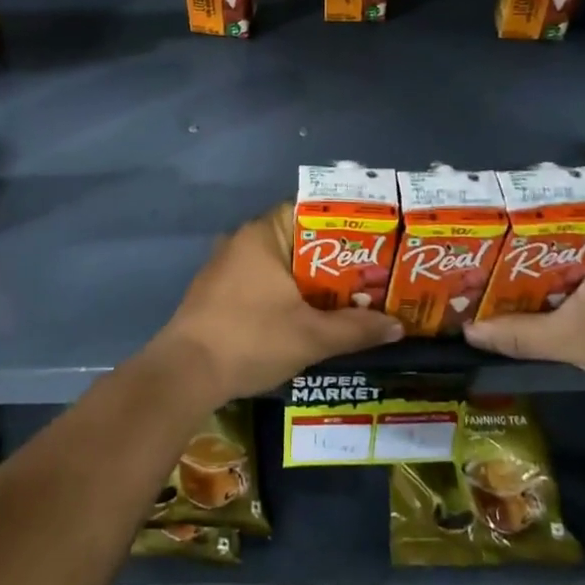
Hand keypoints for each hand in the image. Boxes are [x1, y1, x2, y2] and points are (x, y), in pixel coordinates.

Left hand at [155, 204, 403, 401]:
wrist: (186, 373)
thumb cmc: (251, 339)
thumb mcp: (312, 336)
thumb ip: (356, 328)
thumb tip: (398, 326)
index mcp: (263, 234)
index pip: (310, 211)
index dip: (345, 226)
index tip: (375, 242)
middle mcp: (242, 240)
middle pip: (298, 240)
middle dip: (333, 259)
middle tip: (372, 275)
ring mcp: (226, 266)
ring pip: (280, 264)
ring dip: (310, 280)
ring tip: (350, 297)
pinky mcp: (218, 291)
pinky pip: (262, 281)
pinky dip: (287, 293)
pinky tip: (309, 315)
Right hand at [462, 223, 584, 394]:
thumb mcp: (570, 338)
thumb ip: (518, 334)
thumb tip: (469, 332)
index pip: (543, 210)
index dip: (506, 221)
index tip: (478, 232)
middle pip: (553, 235)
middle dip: (518, 249)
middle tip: (480, 259)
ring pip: (571, 255)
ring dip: (540, 269)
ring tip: (500, 279)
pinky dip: (563, 283)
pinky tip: (541, 300)